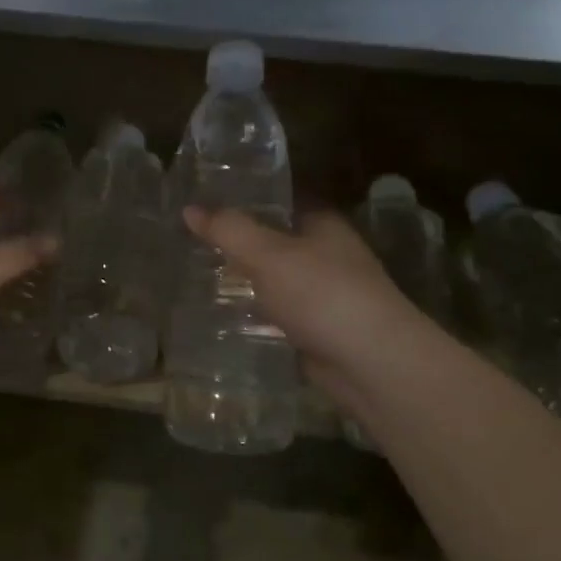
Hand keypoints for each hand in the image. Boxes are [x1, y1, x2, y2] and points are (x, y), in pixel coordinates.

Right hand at [183, 206, 414, 393]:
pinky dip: (254, 314)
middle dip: (239, 242)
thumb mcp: (267, 254)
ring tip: (197, 276)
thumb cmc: (322, 294)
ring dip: (245, 281)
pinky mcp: (317, 330)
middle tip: (191, 240)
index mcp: (323, 224)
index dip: (247, 196)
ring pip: (275, 280)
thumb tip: (189, 208)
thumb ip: (228, 230)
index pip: (282, 199)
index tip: (206, 199)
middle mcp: (327, 254)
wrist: (370, 363)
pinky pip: (277, 314)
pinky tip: (222, 316)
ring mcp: (324, 294)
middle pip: (275, 240)